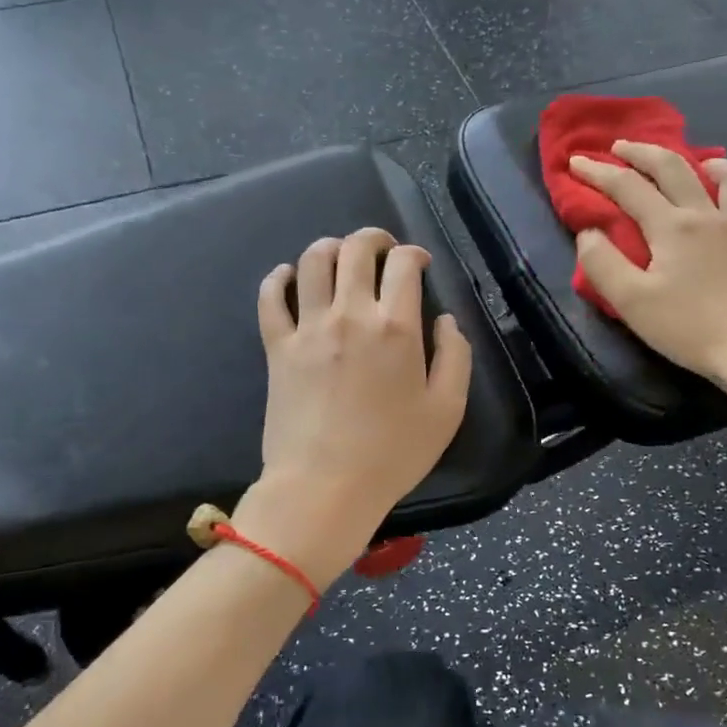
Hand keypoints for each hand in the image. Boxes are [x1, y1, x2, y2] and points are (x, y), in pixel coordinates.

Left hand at [235, 228, 472, 584]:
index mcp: (395, 327)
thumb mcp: (447, 410)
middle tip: (383, 252)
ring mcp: (308, 328)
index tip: (420, 265)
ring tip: (341, 259)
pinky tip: (289, 277)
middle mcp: (350, 314)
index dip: (415, 254)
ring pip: (312, 261)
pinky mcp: (277, 347)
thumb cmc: (393, 453)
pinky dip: (279, 278)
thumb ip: (455, 357)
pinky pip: (270, 297)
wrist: (325, 486)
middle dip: (374, 239)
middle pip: (356, 249)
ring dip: (330, 248)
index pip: (403, 264)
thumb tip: (445, 321)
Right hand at [570, 141, 726, 403]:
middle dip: (642, 152)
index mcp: (672, 227)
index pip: (628, 188)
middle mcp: (709, 214)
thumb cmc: (689, 328)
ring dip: (706, 162)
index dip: (598, 172)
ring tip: (695, 163)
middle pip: (674, 168)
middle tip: (621, 146)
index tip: (576, 161)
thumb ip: (602, 263)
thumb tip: (589, 233)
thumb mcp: (632, 302)